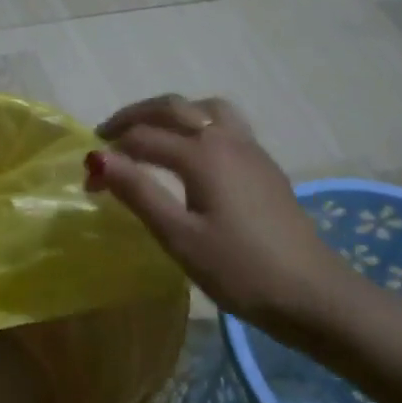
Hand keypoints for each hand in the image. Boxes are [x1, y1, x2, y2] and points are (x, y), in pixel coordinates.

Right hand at [85, 94, 356, 349]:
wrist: (313, 295)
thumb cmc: (239, 270)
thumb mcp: (179, 236)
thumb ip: (138, 192)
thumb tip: (97, 157)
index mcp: (202, 154)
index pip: (142, 138)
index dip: (110, 156)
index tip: (88, 185)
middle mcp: (226, 139)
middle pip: (173, 107)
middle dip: (135, 116)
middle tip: (107, 134)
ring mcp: (251, 149)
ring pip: (205, 109)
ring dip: (171, 112)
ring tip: (151, 134)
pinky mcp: (265, 166)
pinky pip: (225, 124)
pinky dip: (197, 123)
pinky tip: (192, 154)